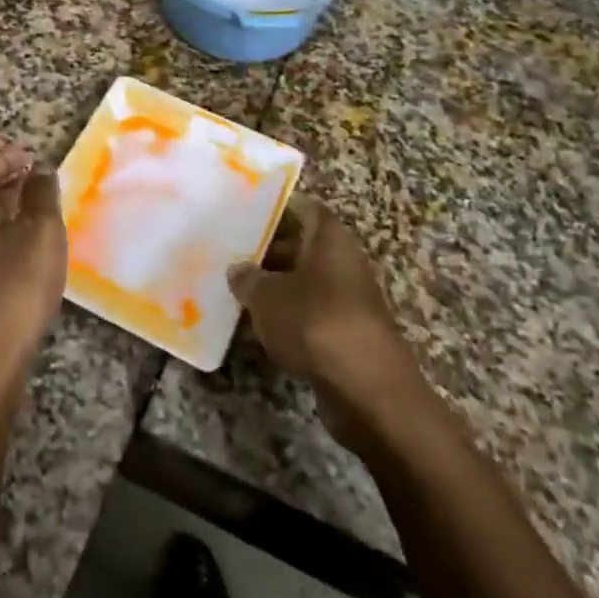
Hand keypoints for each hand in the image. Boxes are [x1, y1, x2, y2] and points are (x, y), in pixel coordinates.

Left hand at [0, 143, 68, 402]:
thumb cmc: (13, 288)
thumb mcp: (41, 234)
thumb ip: (42, 197)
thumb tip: (40, 172)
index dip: (4, 156)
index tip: (31, 156)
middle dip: (5, 181)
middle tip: (37, 180)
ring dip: (6, 209)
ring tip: (39, 212)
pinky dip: (4, 235)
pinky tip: (28, 252)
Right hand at [228, 196, 418, 443]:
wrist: (367, 389)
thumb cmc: (314, 322)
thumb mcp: (267, 296)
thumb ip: (248, 279)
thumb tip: (238, 270)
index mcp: (330, 238)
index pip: (305, 208)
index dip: (277, 208)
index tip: (246, 214)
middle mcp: (344, 262)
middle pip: (303, 247)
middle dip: (268, 253)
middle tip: (231, 257)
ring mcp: (349, 300)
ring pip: (305, 284)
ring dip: (275, 290)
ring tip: (236, 294)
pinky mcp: (347, 335)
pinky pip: (310, 317)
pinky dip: (287, 321)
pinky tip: (257, 332)